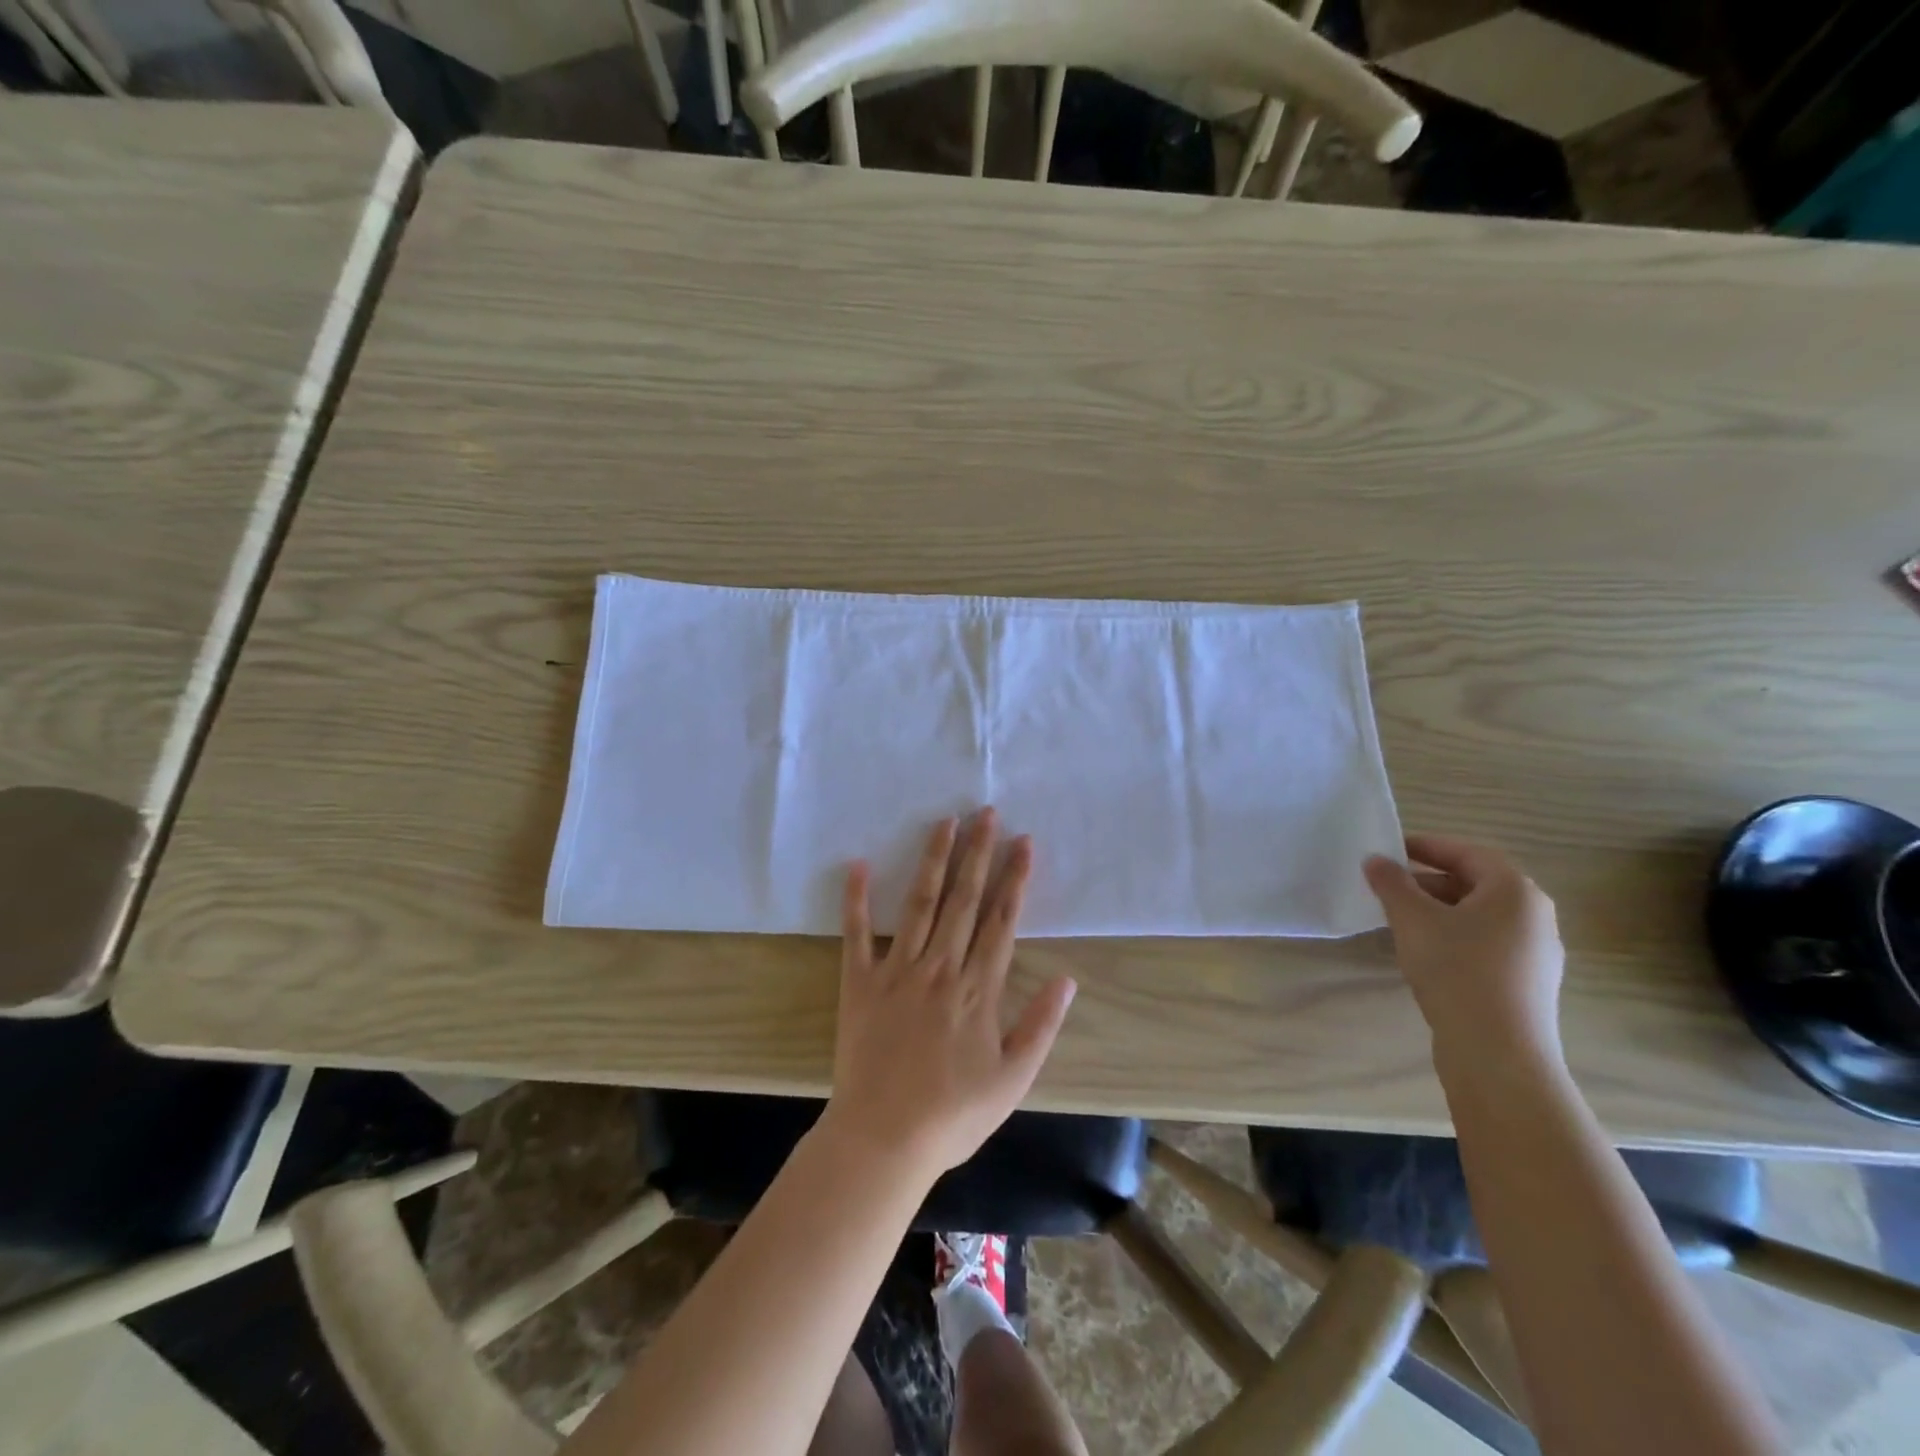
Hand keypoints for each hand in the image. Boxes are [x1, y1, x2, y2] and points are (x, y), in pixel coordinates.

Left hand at [824, 810, 1076, 1182]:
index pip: (1002, 920)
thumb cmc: (953, 1114)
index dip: (1015, 878)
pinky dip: (855, 899)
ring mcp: (897, 971)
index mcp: (977, 989)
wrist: (883, 1139)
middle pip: (964, 899)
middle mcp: (940, 967)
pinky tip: (857, 864)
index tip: (1024, 842)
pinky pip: (856, 934)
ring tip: (944, 822)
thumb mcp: (1013, 1080)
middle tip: (986, 812)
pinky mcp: (859, 983)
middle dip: (977, 853)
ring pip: (919, 903)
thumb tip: (1068, 979)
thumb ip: (1041, 1026)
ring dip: (933, 860)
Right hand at [1363, 834, 1565, 1069]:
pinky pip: (1487, 943)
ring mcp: (1537, 952)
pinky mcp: (1528, 982)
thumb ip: (1391, 883)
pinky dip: (1455, 936)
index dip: (1426, 846)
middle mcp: (1535, 916)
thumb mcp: (1412, 919)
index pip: (1468, 852)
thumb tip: (1375, 860)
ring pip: (1480, 916)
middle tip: (1389, 887)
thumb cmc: (1456, 970)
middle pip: (1476, 884)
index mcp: (1516, 891)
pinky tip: (1427, 954)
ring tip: (1401, 921)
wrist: (1497, 1052)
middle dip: (1429, 881)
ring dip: (1439, 910)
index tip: (1390, 850)